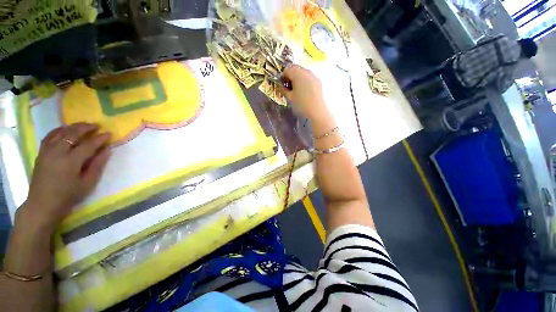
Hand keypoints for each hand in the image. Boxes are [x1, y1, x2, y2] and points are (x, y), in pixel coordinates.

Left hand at [22, 123, 111, 227]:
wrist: (42, 204)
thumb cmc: (68, 196)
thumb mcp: (87, 184)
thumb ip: (97, 165)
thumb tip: (106, 150)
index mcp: (70, 162)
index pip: (88, 145)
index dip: (100, 138)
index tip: (109, 133)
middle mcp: (57, 153)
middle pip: (72, 134)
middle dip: (86, 128)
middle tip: (97, 126)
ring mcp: (47, 151)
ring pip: (60, 132)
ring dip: (73, 127)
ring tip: (83, 125)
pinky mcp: (41, 153)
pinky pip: (50, 136)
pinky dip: (59, 130)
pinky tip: (65, 129)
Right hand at [280, 65, 327, 120]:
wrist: (317, 112)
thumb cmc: (301, 105)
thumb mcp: (289, 98)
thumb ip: (283, 90)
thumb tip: (281, 86)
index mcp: (297, 74)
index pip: (287, 70)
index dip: (283, 77)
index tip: (282, 86)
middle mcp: (306, 71)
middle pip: (296, 69)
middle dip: (290, 76)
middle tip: (289, 88)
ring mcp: (314, 76)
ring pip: (303, 73)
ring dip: (298, 78)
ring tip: (296, 90)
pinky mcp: (319, 82)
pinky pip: (309, 78)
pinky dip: (305, 81)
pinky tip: (304, 92)